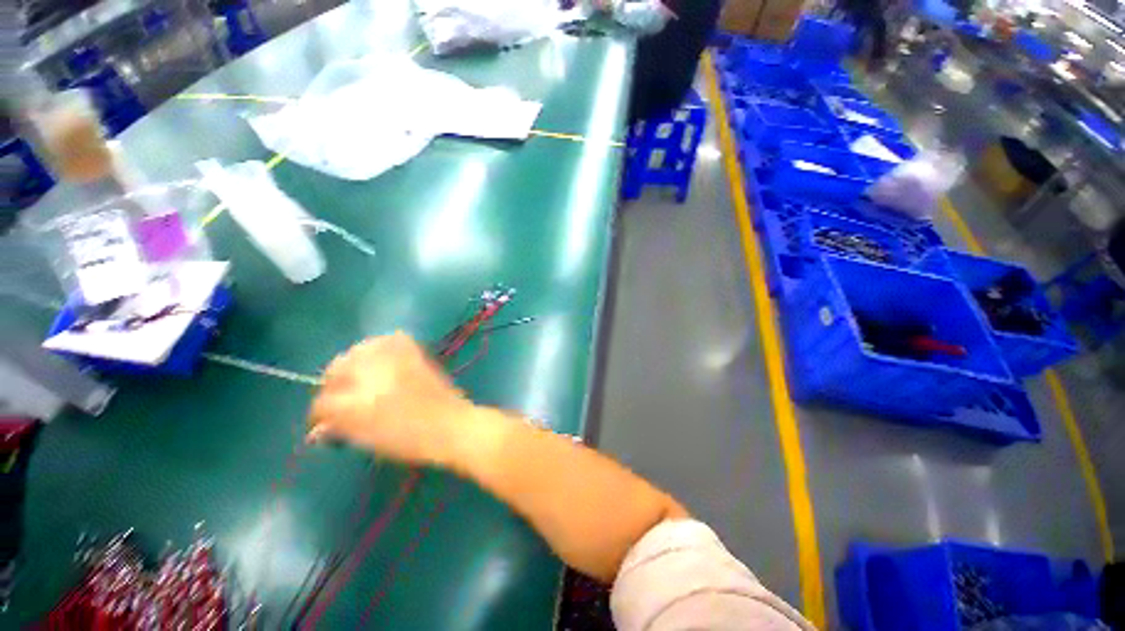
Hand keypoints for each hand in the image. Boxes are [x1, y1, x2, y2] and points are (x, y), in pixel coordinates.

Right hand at [308, 332, 476, 465]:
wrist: (450, 424)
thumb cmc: (410, 440)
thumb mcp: (367, 440)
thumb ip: (339, 429)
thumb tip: (317, 428)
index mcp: (356, 404)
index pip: (321, 403)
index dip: (318, 415)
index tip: (323, 422)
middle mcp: (371, 375)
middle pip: (335, 369)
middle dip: (334, 385)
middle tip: (344, 397)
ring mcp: (394, 359)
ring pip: (356, 351)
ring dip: (354, 364)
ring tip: (362, 378)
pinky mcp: (413, 351)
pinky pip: (387, 340)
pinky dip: (379, 348)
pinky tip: (381, 362)